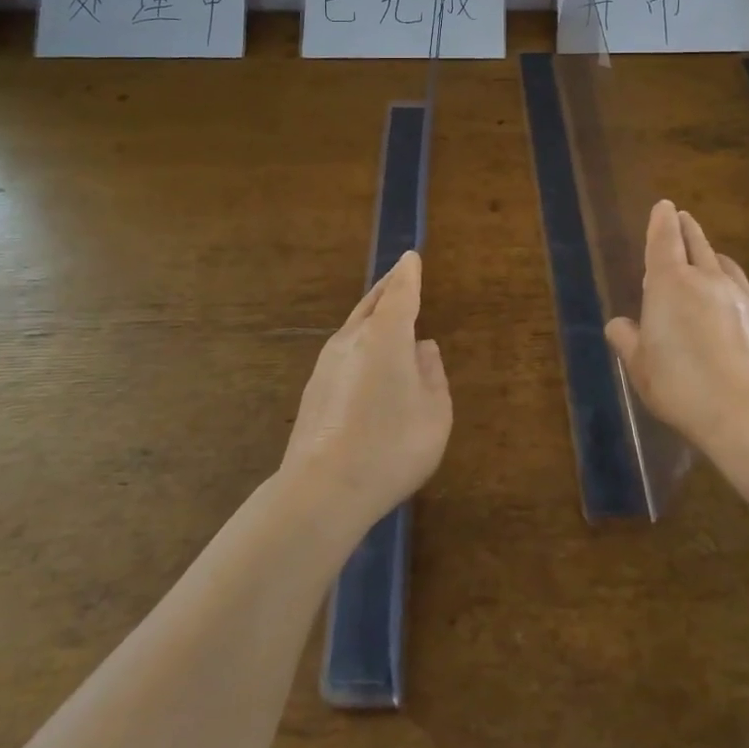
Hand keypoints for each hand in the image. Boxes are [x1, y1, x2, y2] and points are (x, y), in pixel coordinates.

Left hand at [282, 251, 451, 532]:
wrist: (322, 490)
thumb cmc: (392, 446)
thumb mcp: (434, 412)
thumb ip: (432, 374)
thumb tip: (422, 348)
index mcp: (386, 335)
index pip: (401, 292)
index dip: (409, 274)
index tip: (411, 257)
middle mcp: (353, 339)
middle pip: (372, 303)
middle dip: (388, 287)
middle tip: (399, 276)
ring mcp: (327, 363)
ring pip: (354, 326)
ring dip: (372, 315)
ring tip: (386, 313)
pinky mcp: (314, 389)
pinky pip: (345, 350)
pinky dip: (361, 342)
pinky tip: (367, 360)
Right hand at [605, 201, 748, 456]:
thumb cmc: (683, 386)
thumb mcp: (641, 368)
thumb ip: (629, 341)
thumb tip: (618, 325)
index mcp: (670, 284)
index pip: (664, 240)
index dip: (662, 221)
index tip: (665, 206)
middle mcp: (708, 280)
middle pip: (698, 244)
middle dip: (688, 229)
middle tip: (684, 218)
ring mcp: (743, 298)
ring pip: (725, 265)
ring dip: (714, 256)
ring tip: (709, 257)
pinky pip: (745, 292)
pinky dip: (733, 288)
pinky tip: (733, 305)